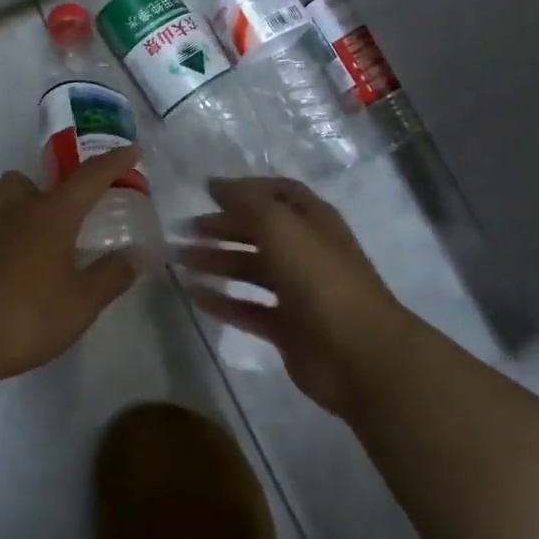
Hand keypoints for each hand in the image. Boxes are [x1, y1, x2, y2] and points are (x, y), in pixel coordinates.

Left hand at [0, 147, 141, 392]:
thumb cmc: (18, 314)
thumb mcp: (76, 306)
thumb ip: (108, 278)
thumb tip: (135, 254)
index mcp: (51, 214)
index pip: (90, 177)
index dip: (114, 163)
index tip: (132, 151)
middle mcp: (16, 210)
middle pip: (31, 181)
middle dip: (52, 190)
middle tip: (71, 217)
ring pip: (10, 207)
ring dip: (30, 220)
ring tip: (49, 258)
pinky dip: (12, 247)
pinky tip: (21, 281)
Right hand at [178, 177, 415, 415]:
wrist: (359, 353)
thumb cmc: (319, 276)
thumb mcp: (281, 224)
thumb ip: (247, 201)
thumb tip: (216, 185)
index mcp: (313, 220)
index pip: (277, 193)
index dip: (244, 189)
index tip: (206, 192)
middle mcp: (306, 251)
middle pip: (259, 231)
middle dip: (222, 227)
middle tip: (184, 229)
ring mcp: (298, 292)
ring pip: (251, 270)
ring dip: (217, 262)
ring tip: (180, 261)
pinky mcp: (288, 329)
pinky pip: (248, 309)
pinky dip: (223, 302)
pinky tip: (194, 296)